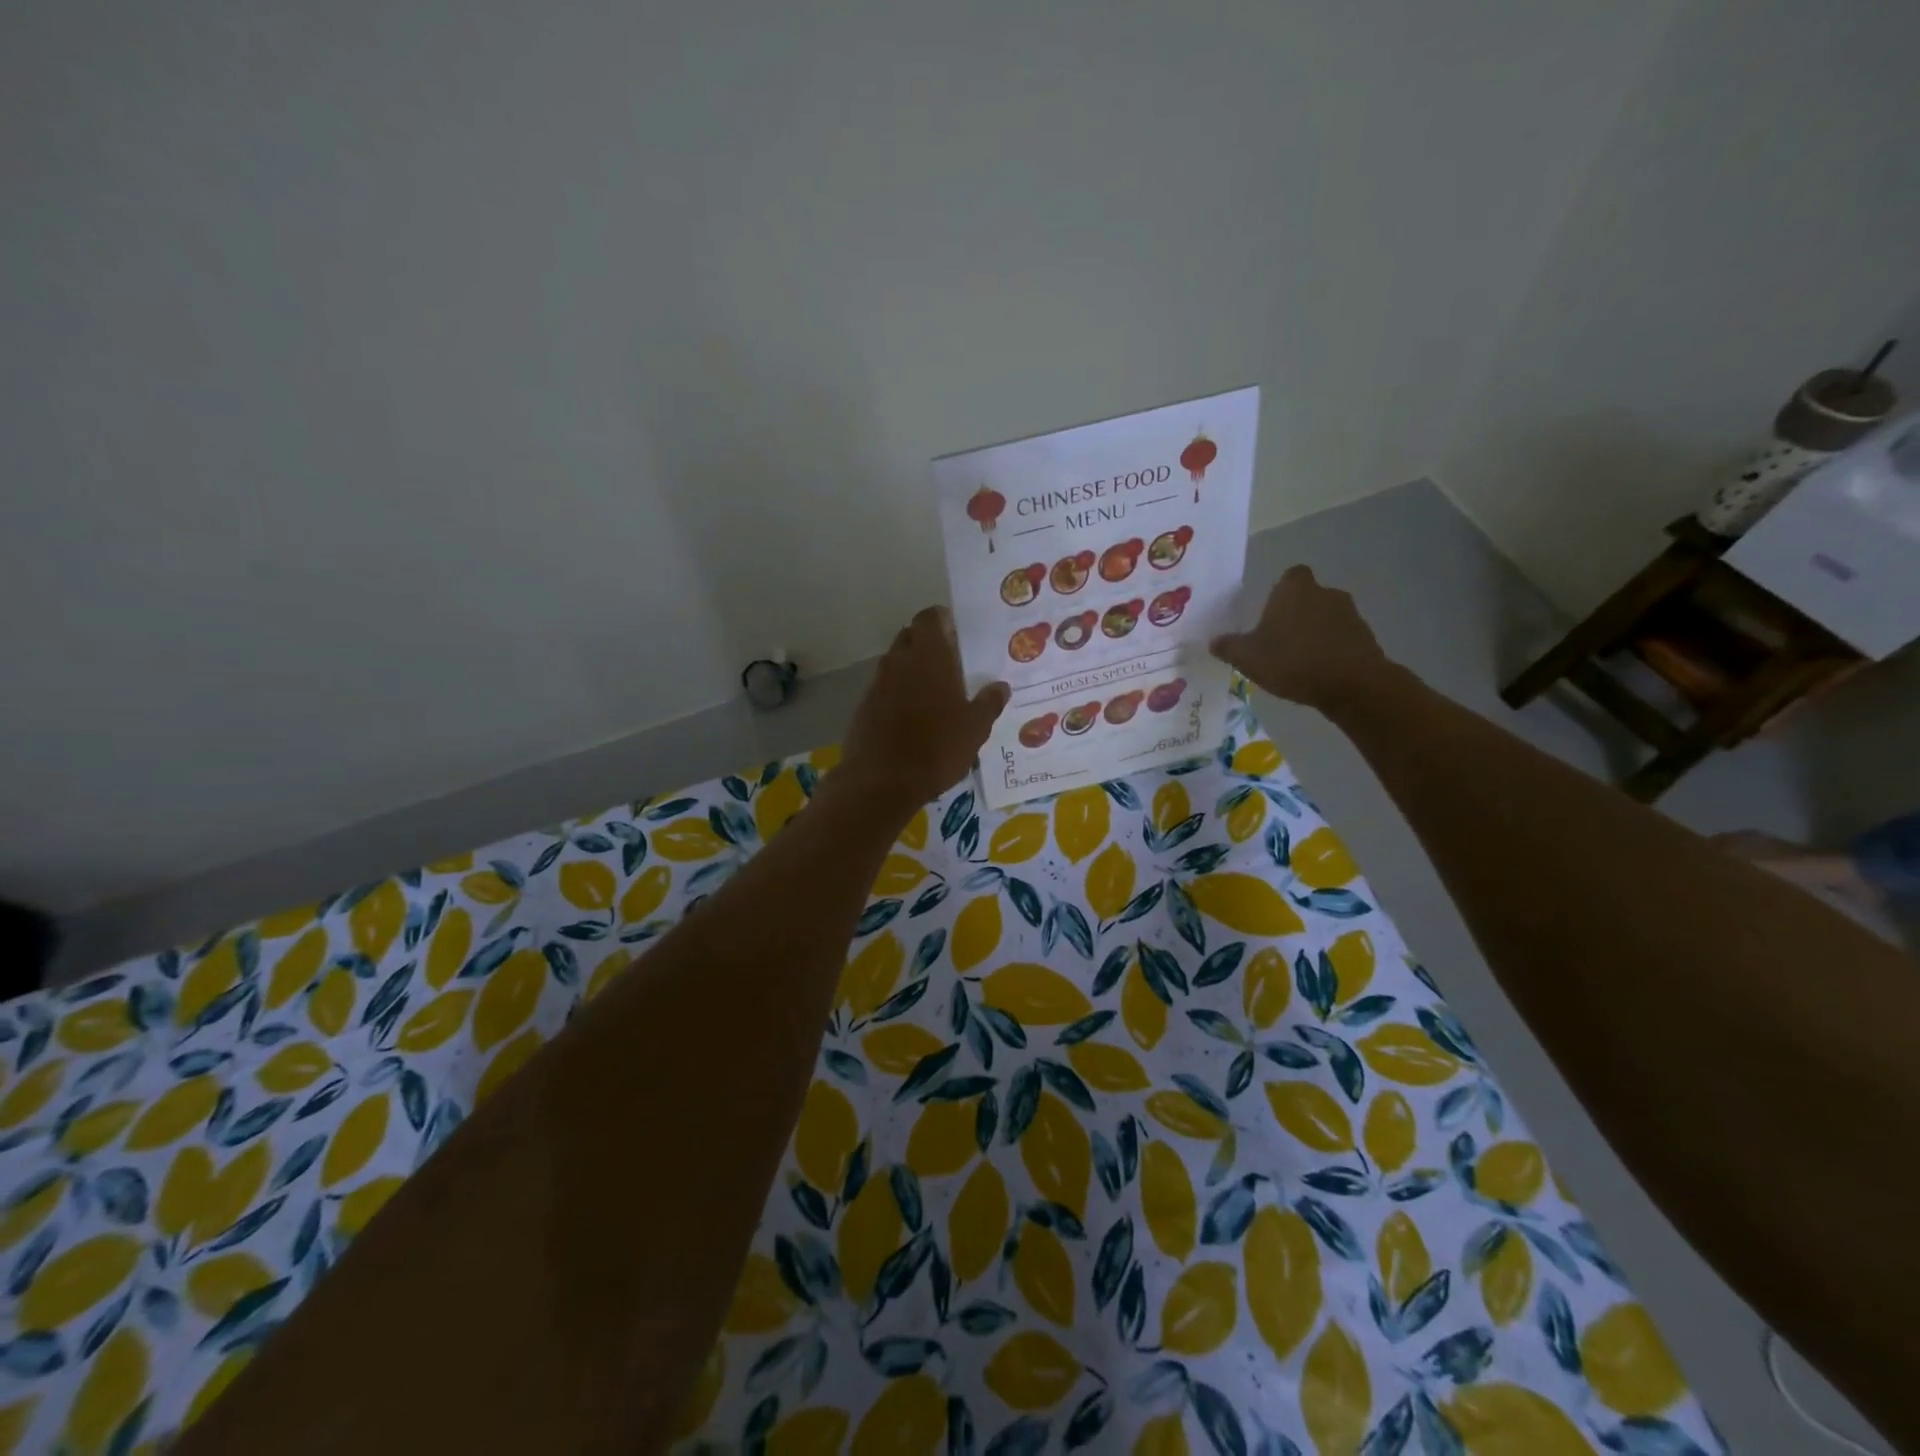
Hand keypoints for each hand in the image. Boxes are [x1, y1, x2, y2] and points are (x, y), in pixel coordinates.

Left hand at [838, 606, 1009, 813]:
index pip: (929, 618)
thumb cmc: (936, 748)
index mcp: (928, 657)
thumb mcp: (975, 729)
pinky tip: (913, 718)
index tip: (957, 633)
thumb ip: (989, 703)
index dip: (942, 620)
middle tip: (951, 663)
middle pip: (910, 637)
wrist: (881, 782)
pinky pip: (884, 689)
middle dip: (928, 644)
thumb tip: (1000, 686)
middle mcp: (899, 662)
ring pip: (896, 664)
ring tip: (934, 693)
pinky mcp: (864, 707)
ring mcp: (877, 684)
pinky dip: (898, 694)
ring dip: (912, 670)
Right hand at [1211, 565, 1393, 710]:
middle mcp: (1324, 592)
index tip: (1269, 615)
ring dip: (1313, 633)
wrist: (1352, 684)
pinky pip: (1341, 637)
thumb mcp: (1248, 658)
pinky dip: (1331, 649)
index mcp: (1294, 589)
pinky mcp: (1365, 636)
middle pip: (1307, 597)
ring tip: (1298, 661)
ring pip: (1325, 617)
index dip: (1279, 592)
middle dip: (1294, 615)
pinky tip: (1318, 672)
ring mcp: (1349, 613)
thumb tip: (1214, 641)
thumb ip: (1228, 647)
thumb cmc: (1293, 661)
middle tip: (1277, 641)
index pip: (1289, 576)